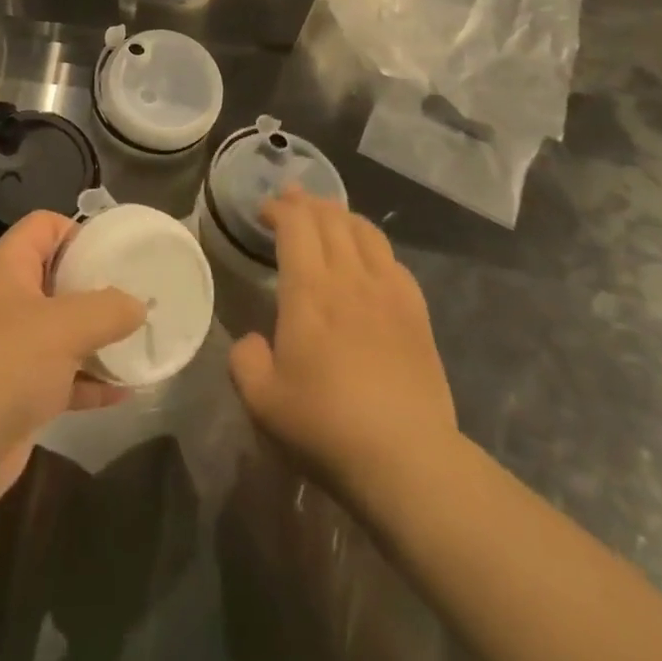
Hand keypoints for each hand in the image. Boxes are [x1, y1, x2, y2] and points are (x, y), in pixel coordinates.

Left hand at [0, 211, 145, 512]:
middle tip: (139, 296)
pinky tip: (127, 391)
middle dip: (97, 288)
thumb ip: (107, 309)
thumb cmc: (4, 363)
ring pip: (63, 332)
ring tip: (142, 341)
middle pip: (58, 279)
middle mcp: (8, 301)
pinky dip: (91, 382)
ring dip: (99, 338)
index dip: (78, 231)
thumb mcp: (64, 326)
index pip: (44, 227)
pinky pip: (63, 378)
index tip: (116, 252)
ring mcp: (12, 350)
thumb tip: (138, 305)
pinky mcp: (18, 394)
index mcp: (9, 267)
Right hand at [228, 187, 457, 498]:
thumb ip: (244, 361)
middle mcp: (349, 278)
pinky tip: (369, 255)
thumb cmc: (326, 427)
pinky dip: (373, 245)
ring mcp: (388, 293)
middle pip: (330, 218)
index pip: (295, 225)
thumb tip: (252, 341)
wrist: (408, 461)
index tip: (264, 210)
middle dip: (306, 202)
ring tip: (327, 215)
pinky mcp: (417, 314)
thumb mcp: (261, 401)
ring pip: (364, 231)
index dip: (279, 209)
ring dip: (340, 215)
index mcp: (308, 291)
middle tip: (290, 199)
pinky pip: (393, 260)